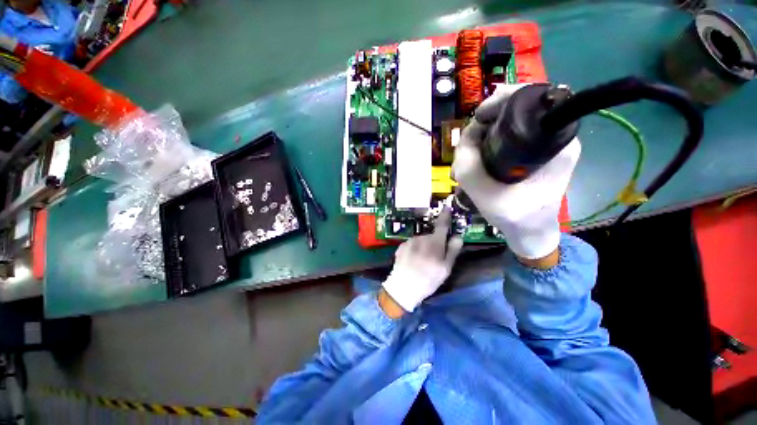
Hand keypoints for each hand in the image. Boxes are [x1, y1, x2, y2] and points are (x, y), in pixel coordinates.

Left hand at [381, 209, 463, 313]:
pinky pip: (412, 244)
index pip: (441, 225)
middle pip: (431, 235)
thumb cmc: (428, 280)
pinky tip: (413, 261)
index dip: (445, 215)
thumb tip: (458, 236)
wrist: (403, 287)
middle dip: (435, 242)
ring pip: (421, 240)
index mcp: (434, 242)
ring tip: (422, 262)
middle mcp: (421, 238)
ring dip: (424, 247)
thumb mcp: (445, 269)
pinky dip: (415, 249)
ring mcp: (409, 241)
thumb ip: (452, 250)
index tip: (447, 207)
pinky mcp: (401, 246)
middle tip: (434, 258)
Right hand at [452, 84, 580, 260]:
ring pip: (502, 130)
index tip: (478, 118)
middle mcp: (552, 137)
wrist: (531, 234)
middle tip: (463, 155)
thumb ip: (469, 165)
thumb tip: (465, 136)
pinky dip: (483, 152)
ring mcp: (541, 147)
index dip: (500, 101)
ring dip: (477, 145)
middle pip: (510, 114)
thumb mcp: (485, 194)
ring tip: (462, 169)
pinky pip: (503, 143)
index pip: (530, 100)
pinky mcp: (531, 156)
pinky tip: (472, 169)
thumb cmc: (516, 217)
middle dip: (480, 131)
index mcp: (555, 141)